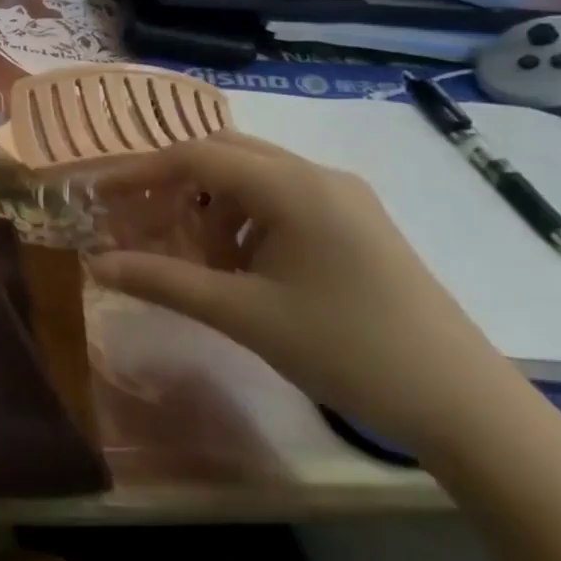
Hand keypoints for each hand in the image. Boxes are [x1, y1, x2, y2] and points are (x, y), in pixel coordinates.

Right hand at [85, 133, 530, 457]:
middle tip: (135, 219)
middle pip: (223, 155)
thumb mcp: (242, 315)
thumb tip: (96, 264)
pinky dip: (243, 220)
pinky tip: (240, 267)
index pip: (196, 156)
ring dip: (208, 204)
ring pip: (252, 176)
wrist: (464, 405)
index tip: (99, 197)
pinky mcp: (357, 223)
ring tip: (192, 256)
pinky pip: (281, 199)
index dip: (140, 173)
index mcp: (293, 188)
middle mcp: (318, 176)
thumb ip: (163, 281)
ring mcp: (344, 198)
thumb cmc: (345, 349)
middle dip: (172, 183)